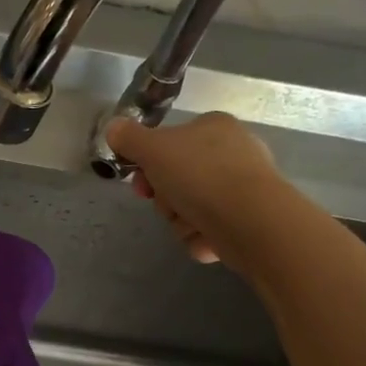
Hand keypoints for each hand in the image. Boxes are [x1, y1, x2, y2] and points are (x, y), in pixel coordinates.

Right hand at [105, 112, 284, 270]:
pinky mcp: (249, 219)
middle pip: (177, 179)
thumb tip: (113, 128)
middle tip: (165, 204)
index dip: (148, 163)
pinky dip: (202, 236)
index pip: (170, 142)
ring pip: (190, 208)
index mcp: (213, 127)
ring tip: (191, 224)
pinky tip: (207, 237)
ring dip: (180, 221)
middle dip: (165, 198)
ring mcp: (243, 187)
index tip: (140, 180)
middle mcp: (232, 152)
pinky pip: (209, 229)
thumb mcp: (152, 148)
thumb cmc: (200, 175)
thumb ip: (128, 138)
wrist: (251, 221)